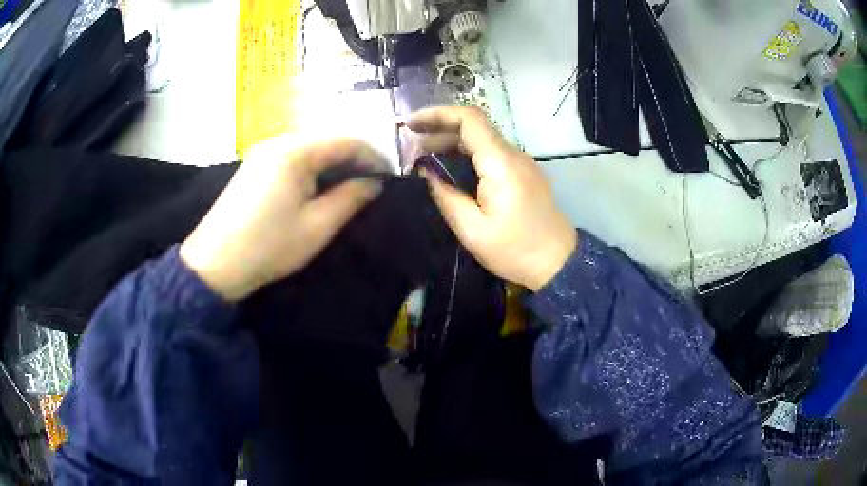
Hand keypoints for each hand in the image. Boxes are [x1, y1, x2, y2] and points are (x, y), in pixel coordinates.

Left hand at [180, 137, 385, 300]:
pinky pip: (292, 157)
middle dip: (354, 159)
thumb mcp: (317, 226)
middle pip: (328, 140)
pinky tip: (317, 188)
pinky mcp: (253, 165)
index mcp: (296, 151)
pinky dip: (312, 168)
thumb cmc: (268, 247)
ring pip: (310, 148)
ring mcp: (262, 152)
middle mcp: (278, 141)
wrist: (214, 264)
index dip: (374, 156)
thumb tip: (374, 183)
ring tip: (349, 188)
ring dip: (333, 164)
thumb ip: (351, 198)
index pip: (347, 140)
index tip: (390, 178)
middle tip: (372, 185)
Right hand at [407, 107, 576, 290]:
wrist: (559, 263)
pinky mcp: (524, 174)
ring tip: (423, 159)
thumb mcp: (472, 230)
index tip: (410, 124)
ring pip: (483, 140)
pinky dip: (467, 155)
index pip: (469, 119)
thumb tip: (425, 172)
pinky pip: (492, 154)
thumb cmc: (515, 250)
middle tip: (410, 146)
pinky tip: (450, 170)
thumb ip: (446, 196)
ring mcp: (521, 163)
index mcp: (501, 163)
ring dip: (452, 143)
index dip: (437, 114)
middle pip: (474, 127)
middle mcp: (513, 154)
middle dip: (439, 129)